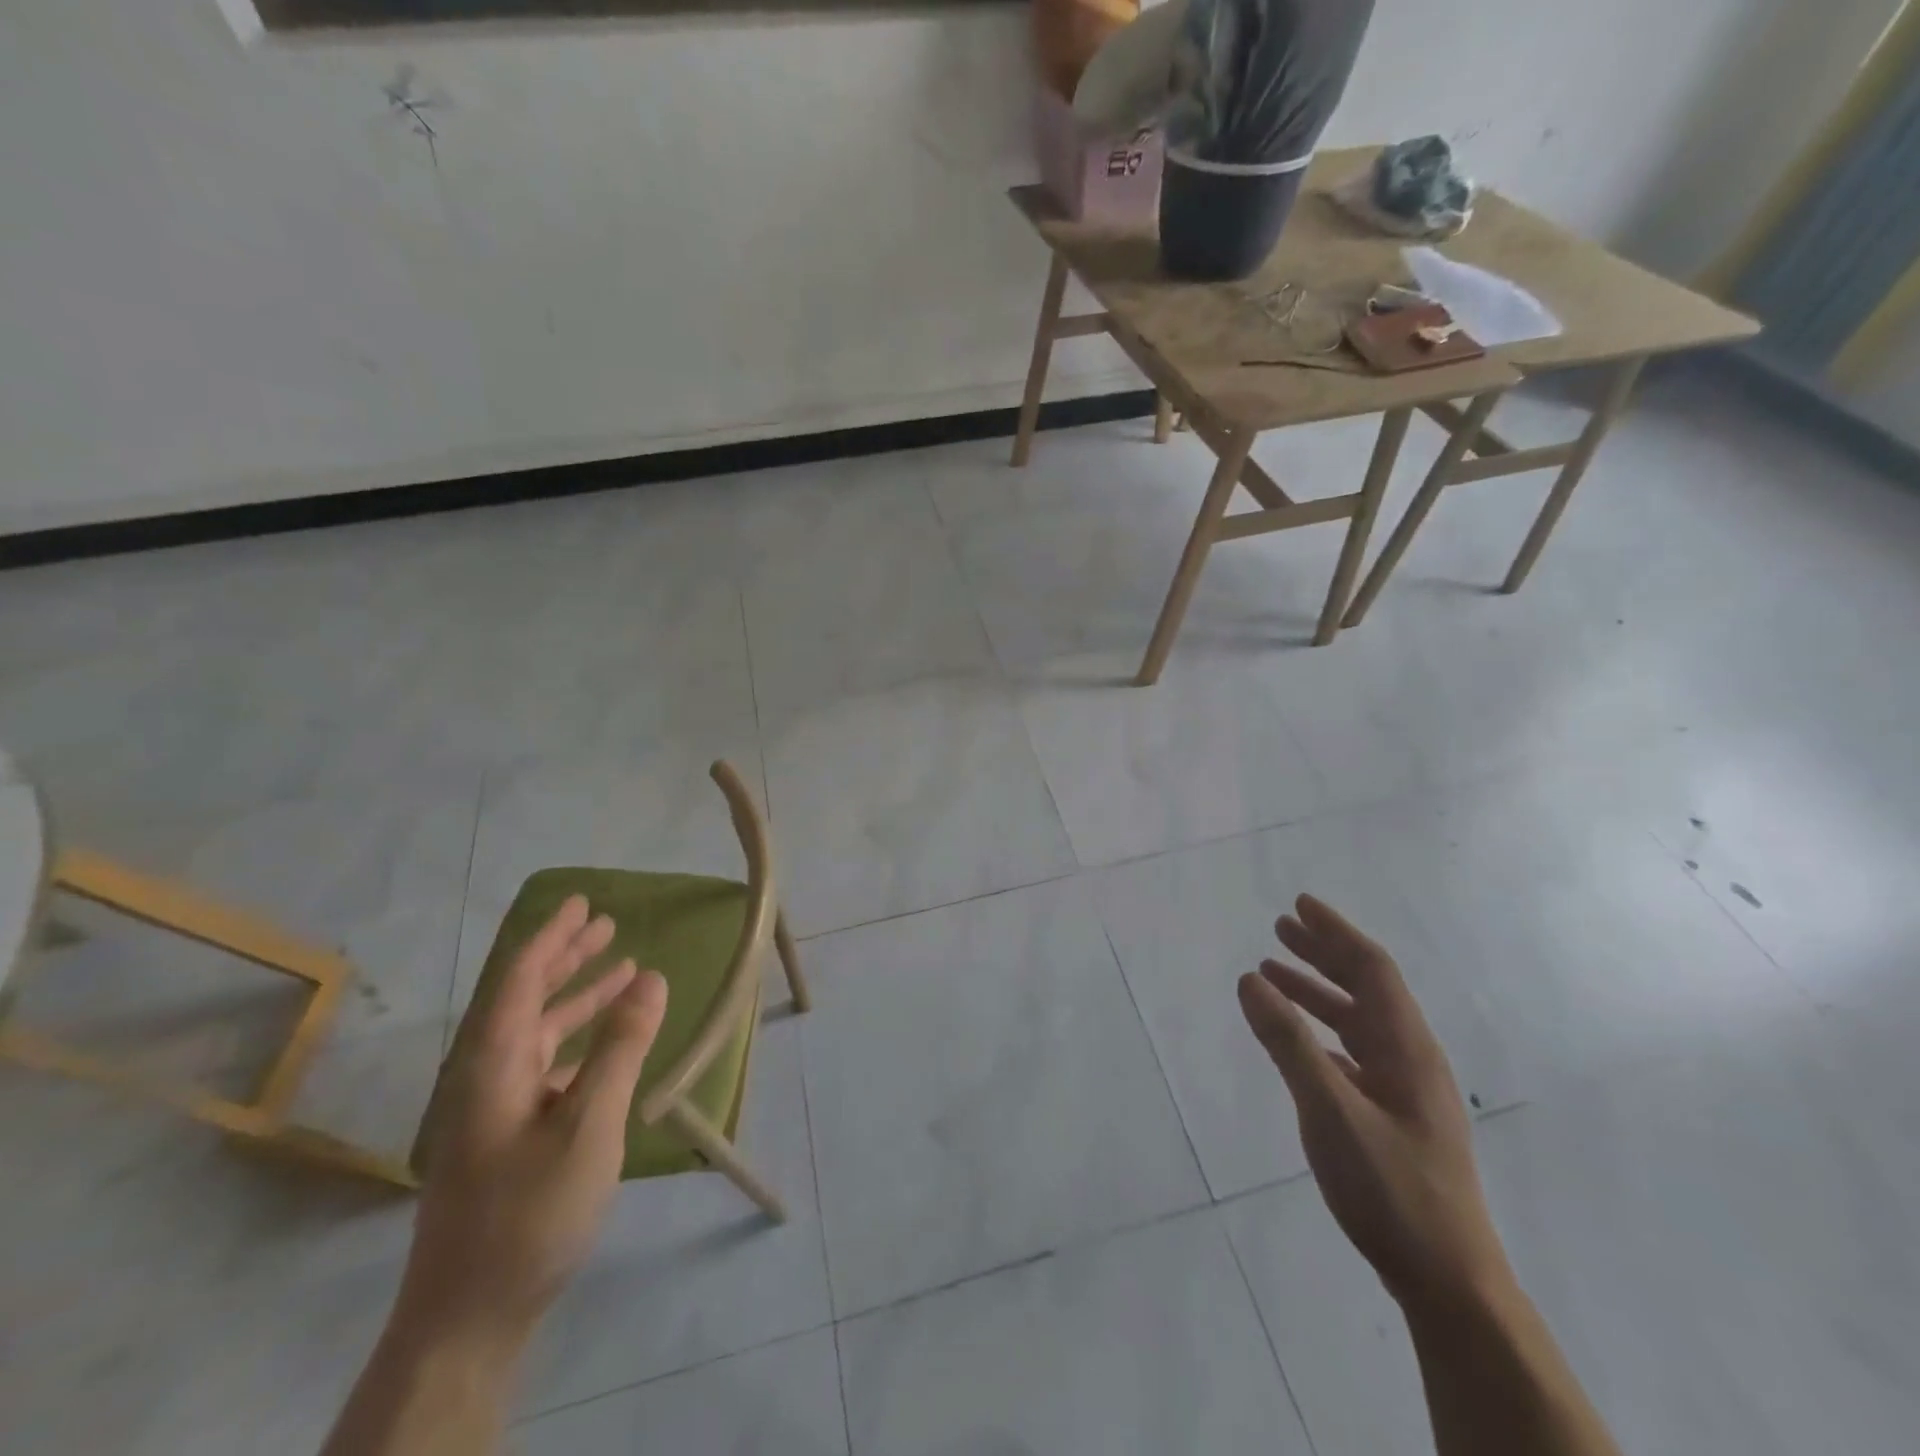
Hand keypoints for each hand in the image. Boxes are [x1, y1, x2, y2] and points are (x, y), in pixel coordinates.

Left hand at [400, 895, 669, 1351]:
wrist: (469, 1319)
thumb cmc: (529, 1213)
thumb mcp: (589, 1124)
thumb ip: (620, 1047)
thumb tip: (652, 977)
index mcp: (493, 1065)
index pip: (519, 981)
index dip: (550, 938)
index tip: (580, 902)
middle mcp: (487, 1077)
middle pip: (524, 1000)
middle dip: (565, 958)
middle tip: (605, 923)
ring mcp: (494, 1111)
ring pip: (537, 1033)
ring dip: (577, 998)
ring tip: (622, 969)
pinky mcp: (507, 1138)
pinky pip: (546, 1066)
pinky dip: (578, 1041)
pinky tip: (608, 1043)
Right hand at [1237, 895, 1509, 1313]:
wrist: (1449, 1282)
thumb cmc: (1391, 1189)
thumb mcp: (1329, 1111)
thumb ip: (1288, 1043)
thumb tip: (1250, 980)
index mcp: (1407, 1049)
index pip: (1373, 970)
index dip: (1336, 933)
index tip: (1300, 905)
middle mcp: (1410, 1059)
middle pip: (1367, 988)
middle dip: (1324, 954)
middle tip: (1281, 928)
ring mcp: (1405, 1091)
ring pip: (1359, 1021)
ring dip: (1319, 991)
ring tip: (1275, 974)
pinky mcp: (1394, 1118)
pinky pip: (1354, 1053)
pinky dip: (1321, 1031)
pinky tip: (1299, 1039)